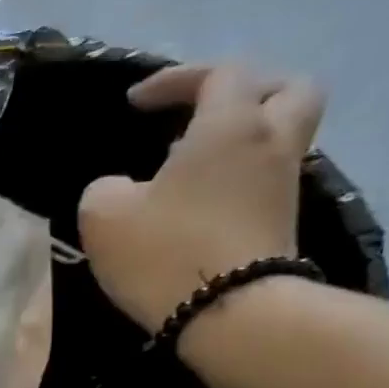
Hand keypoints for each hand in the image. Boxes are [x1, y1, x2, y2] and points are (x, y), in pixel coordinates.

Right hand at [78, 63, 325, 331]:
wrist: (229, 313)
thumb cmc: (164, 251)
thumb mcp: (103, 214)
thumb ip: (106, 187)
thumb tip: (122, 188)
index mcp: (229, 125)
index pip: (218, 74)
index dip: (175, 80)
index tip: (135, 104)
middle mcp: (270, 141)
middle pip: (285, 88)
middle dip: (245, 90)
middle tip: (203, 111)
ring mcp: (283, 183)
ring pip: (282, 133)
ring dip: (244, 135)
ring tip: (195, 160)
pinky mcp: (282, 221)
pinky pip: (267, 176)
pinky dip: (239, 174)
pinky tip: (202, 198)